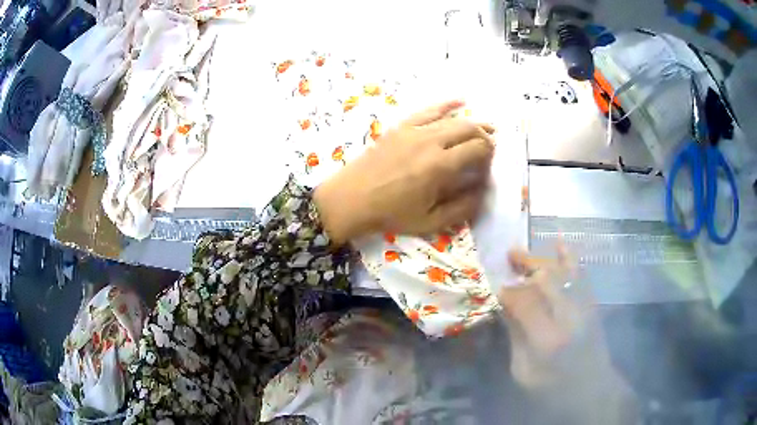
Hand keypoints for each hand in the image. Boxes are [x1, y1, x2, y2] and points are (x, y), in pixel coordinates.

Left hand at [314, 100, 494, 244]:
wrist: (351, 199)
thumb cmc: (390, 213)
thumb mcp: (430, 221)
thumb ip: (461, 207)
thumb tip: (483, 191)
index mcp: (440, 166)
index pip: (477, 148)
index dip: (489, 153)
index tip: (491, 162)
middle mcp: (430, 141)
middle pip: (468, 129)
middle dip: (485, 135)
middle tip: (492, 145)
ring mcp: (413, 130)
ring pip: (451, 118)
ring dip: (472, 121)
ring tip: (485, 127)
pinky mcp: (401, 126)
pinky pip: (427, 110)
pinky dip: (446, 105)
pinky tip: (460, 101)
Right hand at [499, 248, 637, 421]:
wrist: (592, 390)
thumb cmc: (553, 389)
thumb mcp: (523, 372)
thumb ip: (515, 337)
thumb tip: (505, 308)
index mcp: (548, 339)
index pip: (524, 302)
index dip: (507, 292)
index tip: (494, 288)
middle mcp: (569, 316)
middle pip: (544, 280)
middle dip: (523, 267)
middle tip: (506, 260)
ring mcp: (584, 307)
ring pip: (561, 271)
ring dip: (539, 259)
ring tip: (519, 252)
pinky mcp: (592, 304)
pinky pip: (581, 274)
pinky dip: (569, 257)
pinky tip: (559, 242)